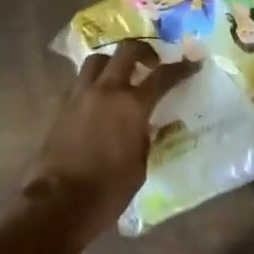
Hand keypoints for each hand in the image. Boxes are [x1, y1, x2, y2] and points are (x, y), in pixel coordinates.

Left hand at [26, 40, 196, 237]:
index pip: (162, 77)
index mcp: (132, 105)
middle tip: (153, 62)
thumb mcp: (140, 164)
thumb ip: (144, 137)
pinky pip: (81, 81)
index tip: (192, 63)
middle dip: (144, 51)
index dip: (181, 68)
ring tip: (121, 76)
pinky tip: (100, 99)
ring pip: (97, 60)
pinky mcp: (62, 106)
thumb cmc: (109, 189)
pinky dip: (94, 82)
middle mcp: (106, 91)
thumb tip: (145, 125)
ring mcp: (80, 95)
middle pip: (126, 51)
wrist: (61, 201)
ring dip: (113, 62)